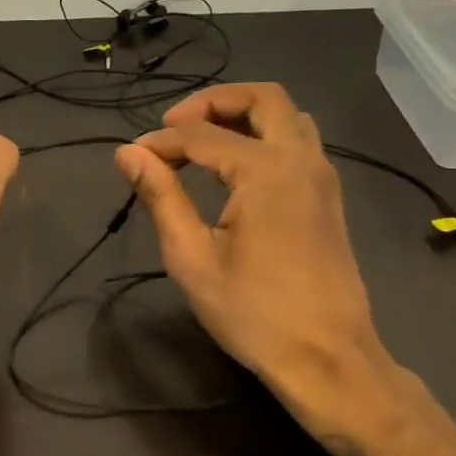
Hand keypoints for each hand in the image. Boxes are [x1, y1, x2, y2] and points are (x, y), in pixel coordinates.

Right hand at [113, 83, 388, 415]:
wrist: (327, 358)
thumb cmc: (253, 312)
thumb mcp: (191, 257)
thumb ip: (160, 196)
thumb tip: (127, 153)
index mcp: (265, 171)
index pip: (200, 135)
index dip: (160, 143)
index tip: (132, 160)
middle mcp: (301, 160)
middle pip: (261, 97)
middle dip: (212, 102)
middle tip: (173, 127)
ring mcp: (322, 176)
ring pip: (286, 115)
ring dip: (242, 114)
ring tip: (201, 141)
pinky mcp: (328, 196)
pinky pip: (298, 140)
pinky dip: (263, 134)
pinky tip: (234, 168)